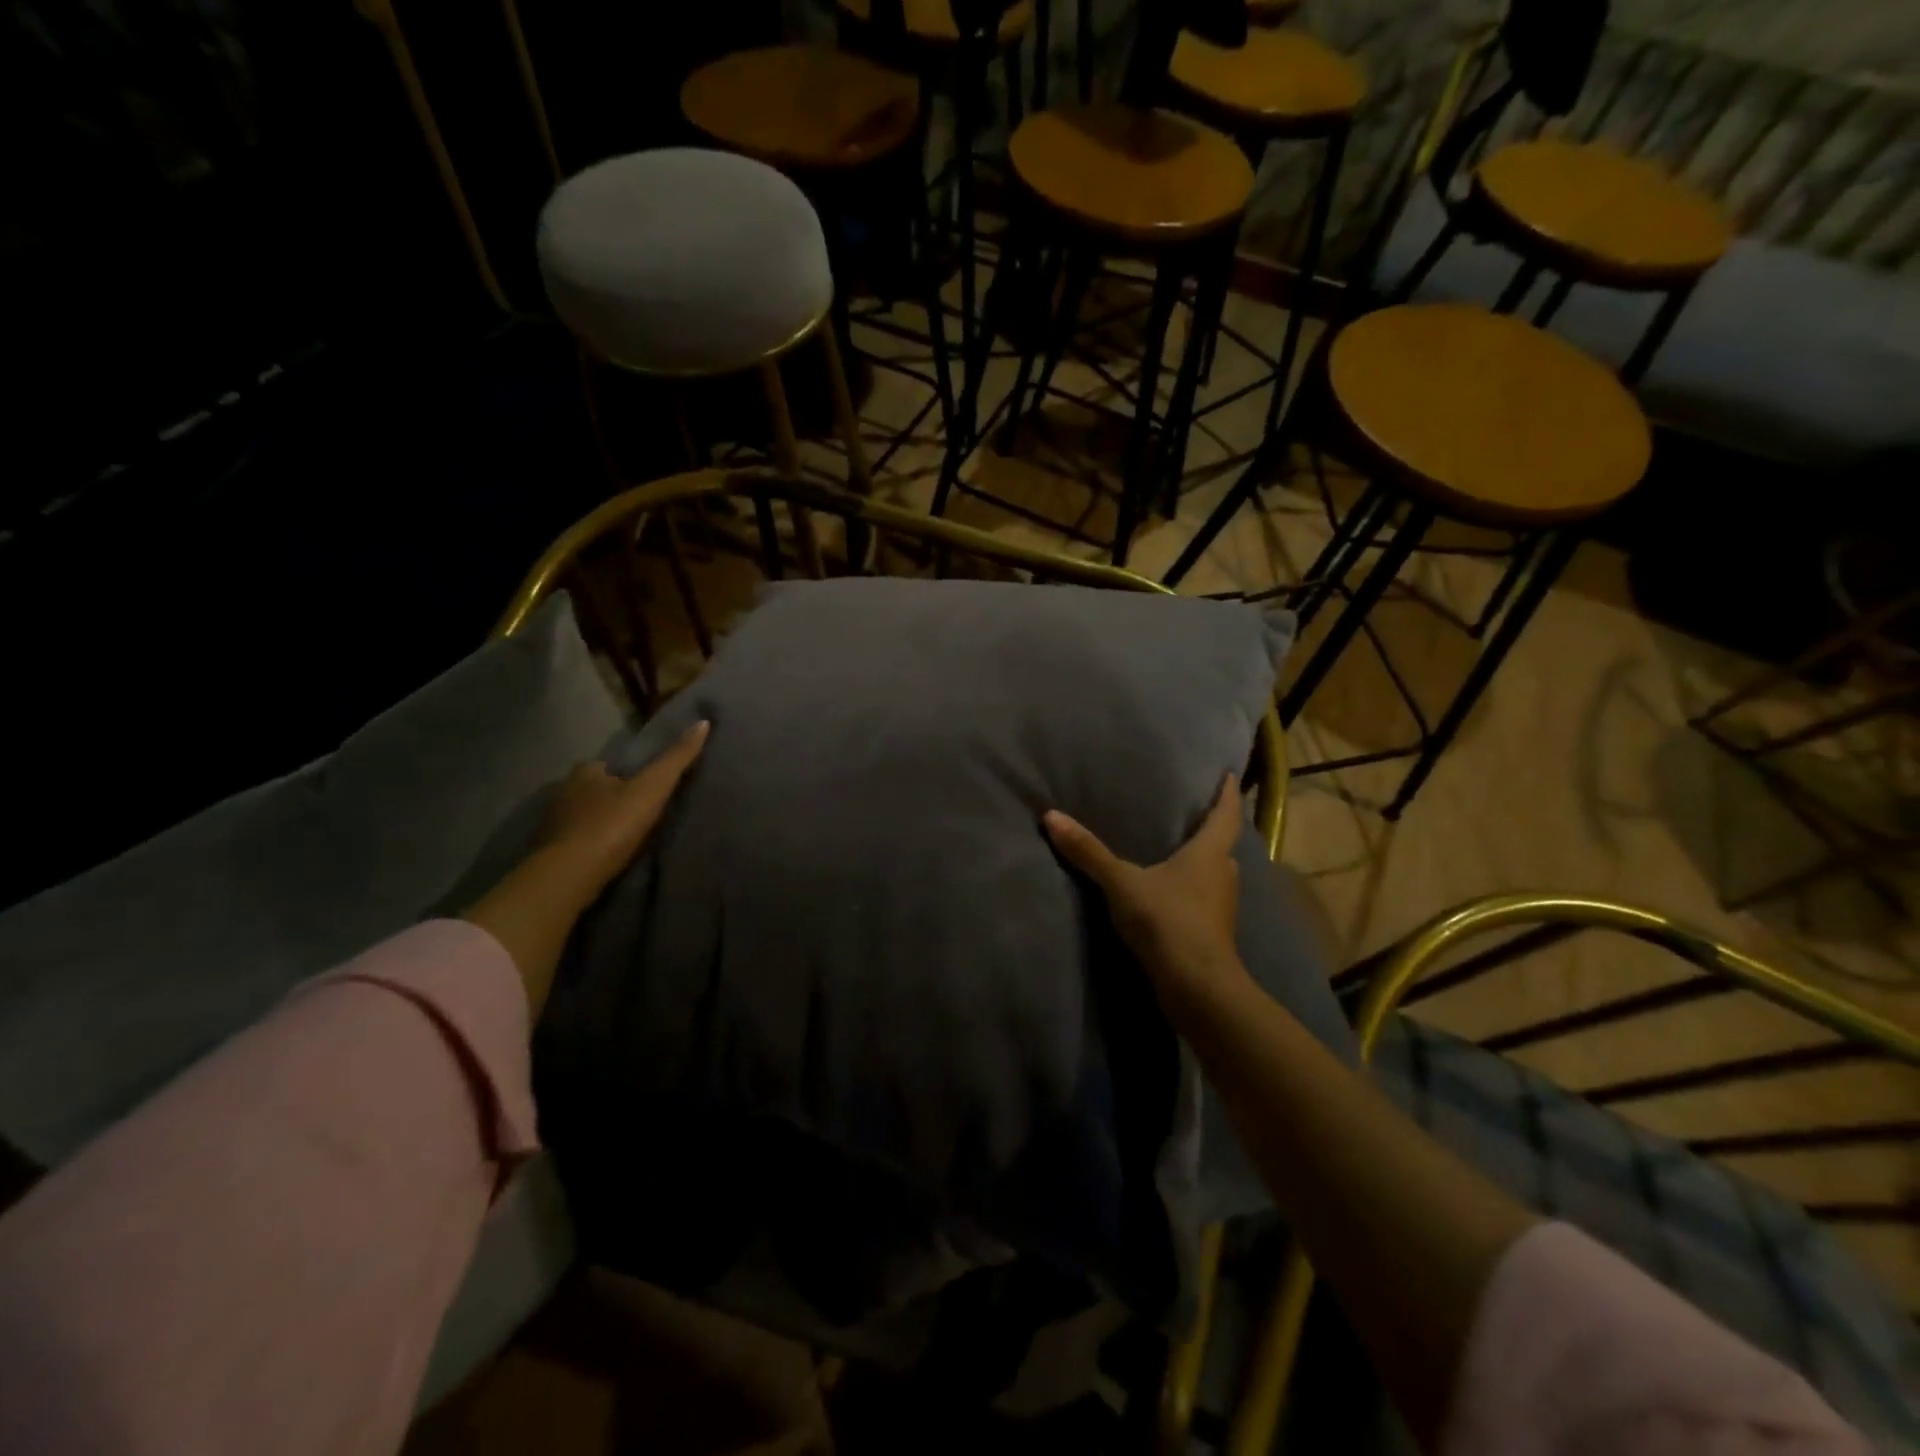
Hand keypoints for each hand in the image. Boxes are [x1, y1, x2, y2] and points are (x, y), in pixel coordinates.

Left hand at [466, 720, 708, 1013]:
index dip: (627, 774)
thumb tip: (703, 722)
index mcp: (585, 772)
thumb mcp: (653, 788)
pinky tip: (602, 856)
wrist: (569, 875)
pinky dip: (586, 845)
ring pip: (581, 816)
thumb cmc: (612, 825)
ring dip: (598, 822)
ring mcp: (551, 824)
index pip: (607, 765)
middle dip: (610, 798)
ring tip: (624, 837)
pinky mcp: (547, 853)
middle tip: (637, 812)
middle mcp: (562, 792)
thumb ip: (677, 758)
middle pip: (593, 790)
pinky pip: (572, 842)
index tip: (645, 786)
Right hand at [1043, 773, 1251, 1025]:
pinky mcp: (1211, 934)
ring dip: (1202, 863)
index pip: (1226, 814)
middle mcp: (1222, 875)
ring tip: (1178, 851)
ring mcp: (1220, 908)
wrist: (1197, 987)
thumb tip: (1051, 816)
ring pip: (1214, 875)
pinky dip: (1191, 890)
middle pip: (1222, 846)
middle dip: (1212, 830)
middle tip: (1194, 814)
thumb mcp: (1122, 883)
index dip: (1227, 794)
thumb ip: (1089, 852)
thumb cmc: (1168, 921)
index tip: (1229, 776)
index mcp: (1210, 854)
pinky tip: (1170, 893)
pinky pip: (1203, 900)